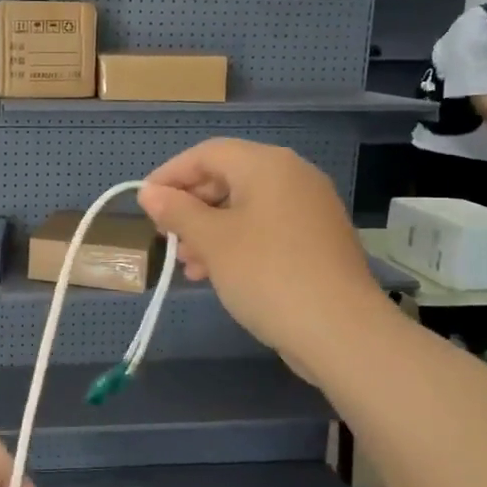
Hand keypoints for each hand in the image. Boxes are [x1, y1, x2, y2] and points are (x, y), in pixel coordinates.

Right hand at [136, 139, 385, 359]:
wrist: (342, 332)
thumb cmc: (267, 274)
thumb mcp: (212, 241)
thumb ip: (177, 211)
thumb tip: (149, 192)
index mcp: (267, 165)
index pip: (207, 154)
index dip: (171, 174)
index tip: (145, 202)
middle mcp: (293, 176)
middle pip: (228, 177)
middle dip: (191, 206)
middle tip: (166, 235)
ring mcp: (310, 208)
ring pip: (246, 206)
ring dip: (210, 229)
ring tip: (187, 262)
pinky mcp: (318, 239)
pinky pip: (266, 227)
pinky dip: (237, 242)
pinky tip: (218, 272)